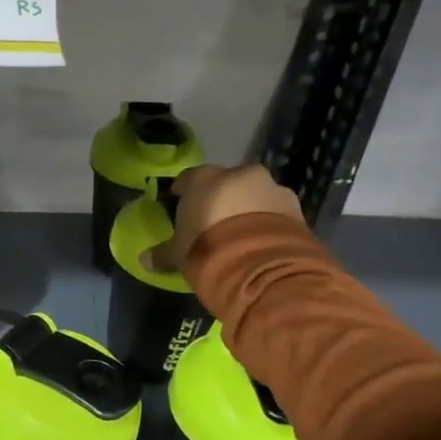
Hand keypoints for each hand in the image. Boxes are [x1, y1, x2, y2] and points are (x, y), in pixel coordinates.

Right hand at [144, 163, 304, 274]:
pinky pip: (276, 212)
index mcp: (205, 178)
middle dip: (220, 199)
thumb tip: (144, 260)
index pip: (188, 179)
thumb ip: (163, 253)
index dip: (183, 193)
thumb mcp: (179, 255)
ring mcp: (272, 188)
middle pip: (225, 183)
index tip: (180, 206)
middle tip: (214, 223)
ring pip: (255, 194)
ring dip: (249, 209)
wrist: (261, 265)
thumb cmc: (208, 250)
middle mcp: (239, 174)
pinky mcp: (296, 208)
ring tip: (243, 235)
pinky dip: (269, 223)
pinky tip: (263, 242)